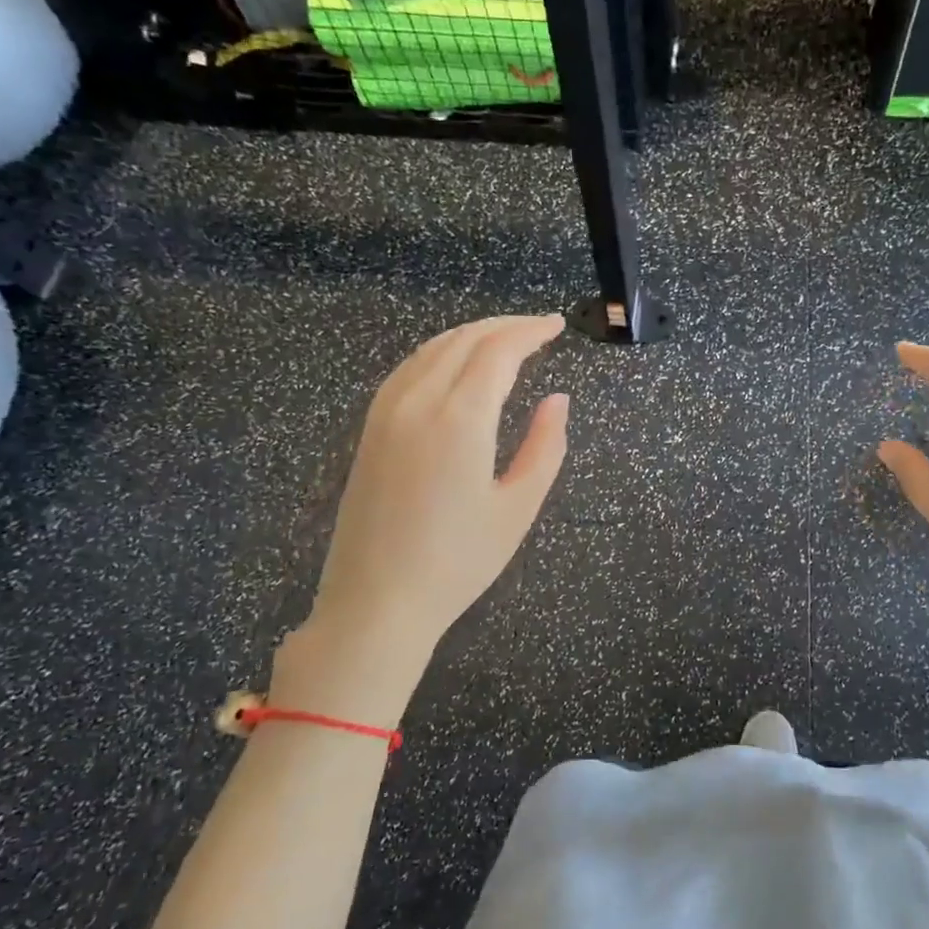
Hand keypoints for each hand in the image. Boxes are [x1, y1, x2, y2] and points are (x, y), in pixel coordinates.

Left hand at [273, 314, 569, 720]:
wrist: (377, 603)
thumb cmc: (458, 562)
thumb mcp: (518, 507)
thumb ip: (545, 446)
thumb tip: (557, 399)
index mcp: (460, 419)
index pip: (498, 351)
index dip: (530, 331)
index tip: (557, 326)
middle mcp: (418, 402)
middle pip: (463, 339)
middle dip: (504, 326)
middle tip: (539, 328)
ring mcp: (386, 413)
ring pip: (432, 349)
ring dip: (471, 334)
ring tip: (504, 340)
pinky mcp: (371, 429)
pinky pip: (408, 369)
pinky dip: (440, 353)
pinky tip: (455, 366)